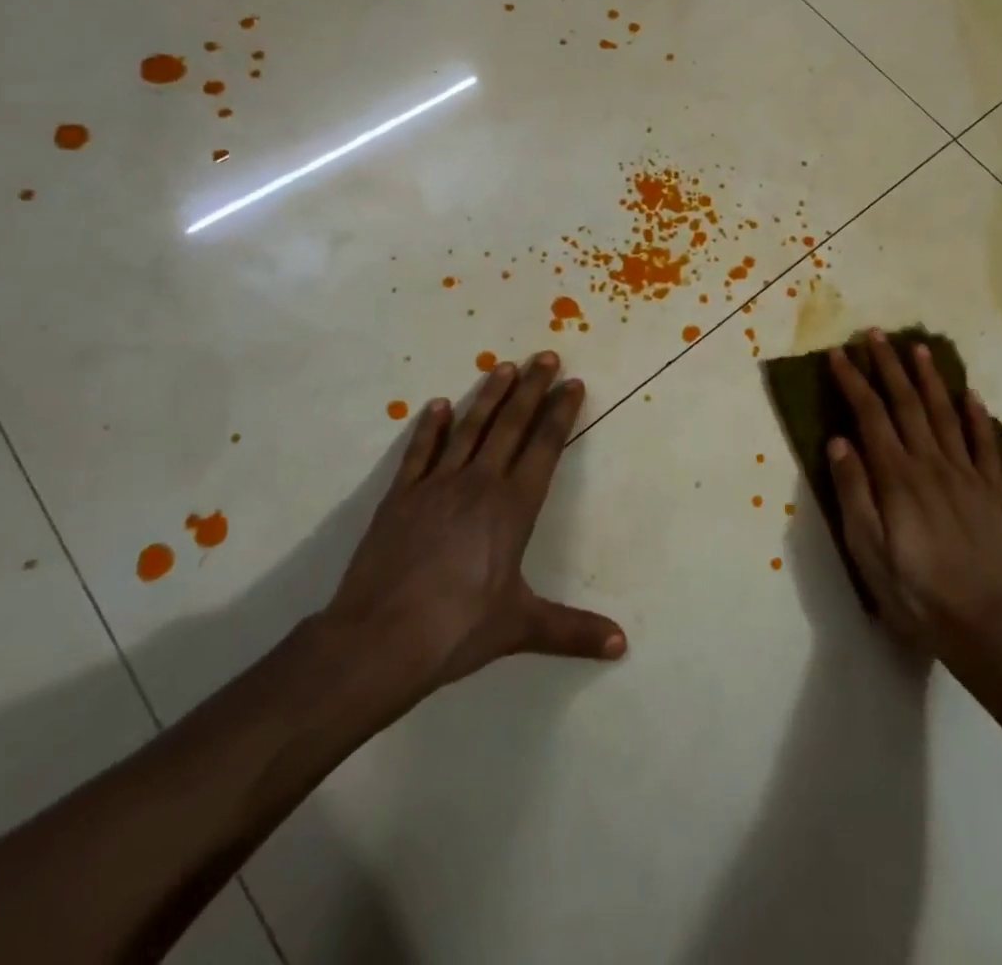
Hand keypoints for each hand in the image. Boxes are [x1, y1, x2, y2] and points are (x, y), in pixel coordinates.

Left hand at [320, 352, 625, 711]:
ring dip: (489, 395)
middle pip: (510, 425)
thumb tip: (622, 645)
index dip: (560, 414)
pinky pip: (420, 452)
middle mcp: (479, 484)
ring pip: (469, 428)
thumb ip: (572, 631)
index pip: (544, 447)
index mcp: (513, 507)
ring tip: (505, 366)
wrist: (380, 639)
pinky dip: (430, 427)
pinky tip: (438, 405)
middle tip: (546, 357)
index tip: (572, 385)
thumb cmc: (458, 629)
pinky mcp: (400, 496)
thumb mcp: (521, 627)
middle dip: (532, 389)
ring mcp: (436, 485)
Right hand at [827, 332, 1001, 662]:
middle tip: (875, 334)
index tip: (839, 354)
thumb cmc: (915, 592)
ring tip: (918, 348)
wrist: (986, 628)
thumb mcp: (868, 551)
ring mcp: (966, 475)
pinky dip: (978, 417)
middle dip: (888, 366)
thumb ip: (854, 492)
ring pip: (944, 414)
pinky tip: (971, 395)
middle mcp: (931, 464)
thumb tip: (838, 441)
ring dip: (929, 379)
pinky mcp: (992, 492)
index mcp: (897, 476)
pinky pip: (985, 445)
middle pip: (906, 404)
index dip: (853, 381)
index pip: (870, 415)